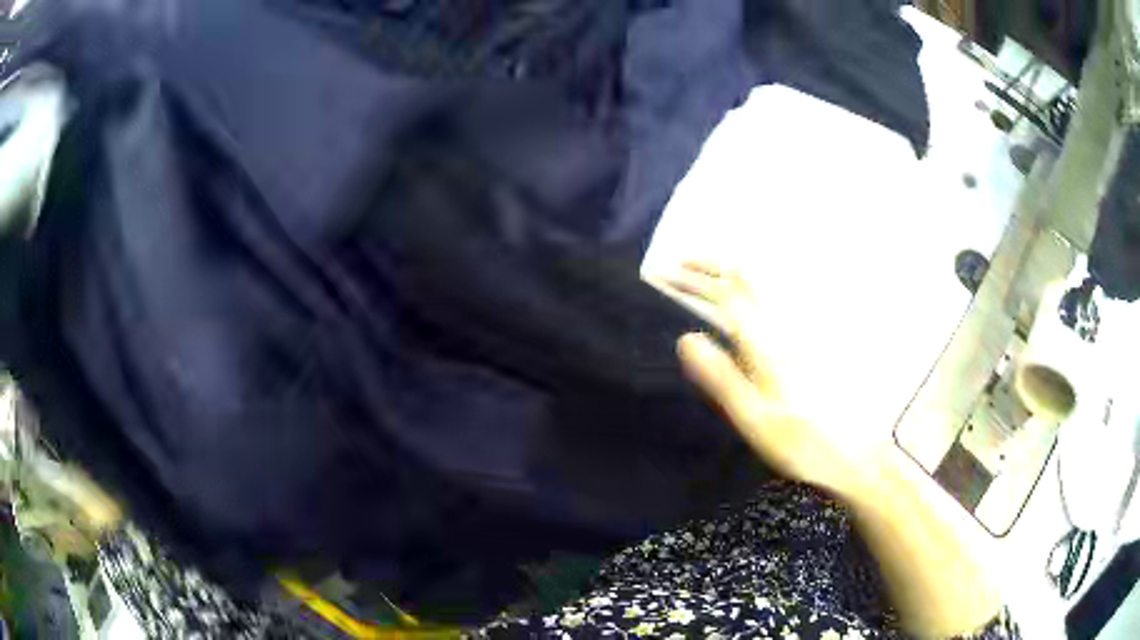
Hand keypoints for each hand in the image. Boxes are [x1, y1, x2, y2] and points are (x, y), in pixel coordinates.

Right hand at [666, 262, 887, 499]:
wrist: (845, 455)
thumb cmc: (796, 442)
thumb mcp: (754, 417)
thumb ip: (722, 377)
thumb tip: (686, 337)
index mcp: (765, 345)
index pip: (725, 297)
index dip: (692, 281)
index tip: (662, 274)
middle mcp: (780, 332)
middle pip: (744, 283)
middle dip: (710, 267)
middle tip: (680, 264)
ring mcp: (793, 338)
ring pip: (759, 290)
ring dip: (728, 276)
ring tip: (705, 274)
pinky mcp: (800, 349)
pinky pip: (768, 305)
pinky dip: (747, 292)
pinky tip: (743, 304)